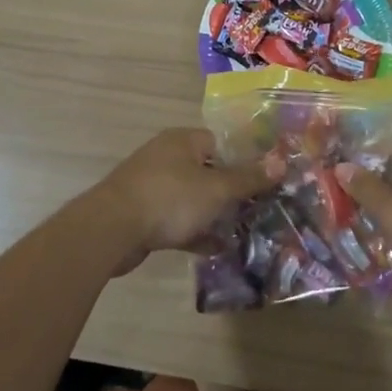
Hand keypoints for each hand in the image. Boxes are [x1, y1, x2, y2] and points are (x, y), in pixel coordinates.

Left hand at [90, 129, 281, 273]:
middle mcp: (167, 157)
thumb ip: (248, 178)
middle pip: (208, 170)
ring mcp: (152, 186)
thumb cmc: (170, 198)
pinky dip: (195, 232)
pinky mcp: (143, 214)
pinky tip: (217, 249)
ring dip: (214, 214)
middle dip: (231, 190)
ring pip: (193, 198)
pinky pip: (177, 220)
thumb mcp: (216, 188)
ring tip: (243, 231)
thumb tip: (280, 162)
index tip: (265, 180)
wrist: (111, 230)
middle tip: (258, 208)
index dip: (244, 159)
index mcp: (183, 141)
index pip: (220, 142)